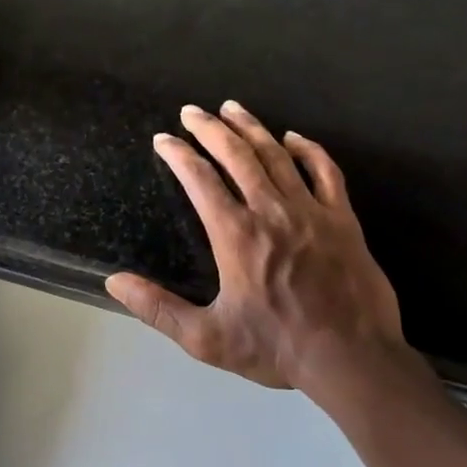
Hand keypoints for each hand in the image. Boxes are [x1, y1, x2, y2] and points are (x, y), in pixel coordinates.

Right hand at [106, 101, 417, 406]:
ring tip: (231, 108)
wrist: (352, 358)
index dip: (178, 154)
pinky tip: (293, 137)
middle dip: (210, 128)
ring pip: (276, 155)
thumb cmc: (276, 348)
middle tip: (191, 111)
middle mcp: (270, 211)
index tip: (163, 139)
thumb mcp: (206, 338)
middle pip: (236, 155)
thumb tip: (115, 281)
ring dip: (251, 128)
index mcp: (235, 234)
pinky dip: (308, 149)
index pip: (199, 179)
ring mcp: (310, 210)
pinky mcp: (342, 218)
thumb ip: (158, 309)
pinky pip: (325, 171)